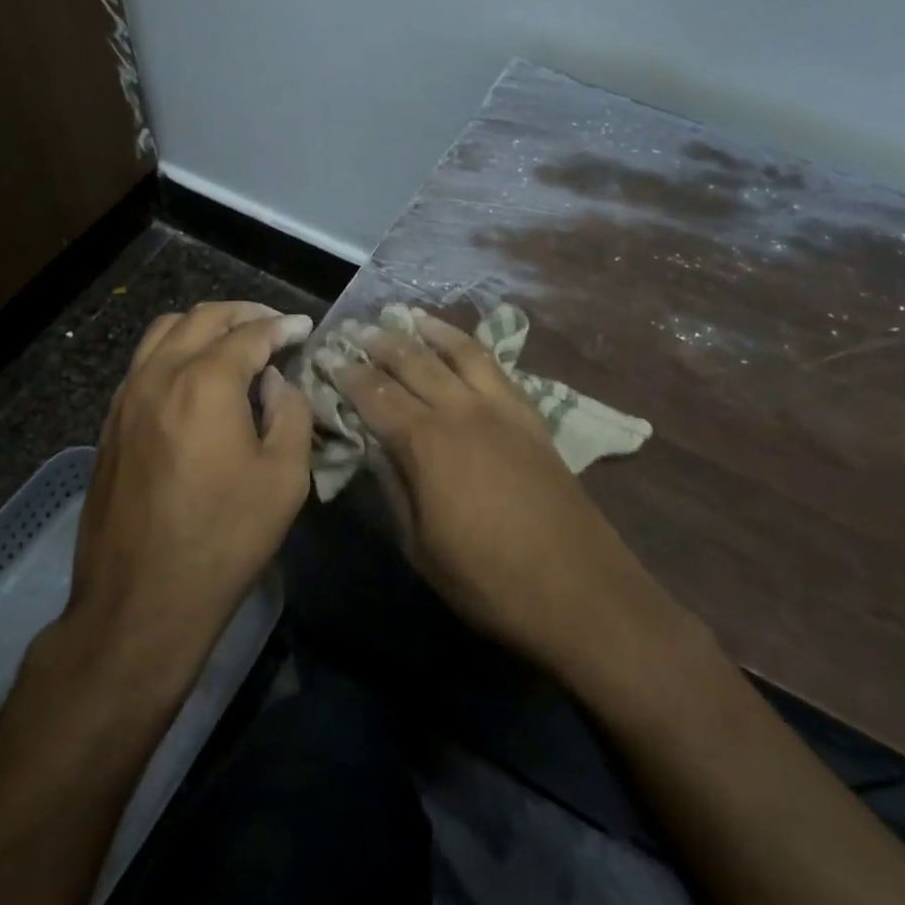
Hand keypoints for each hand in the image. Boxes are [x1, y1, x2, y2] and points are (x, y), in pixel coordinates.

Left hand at [64, 301, 314, 690]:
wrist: (141, 600)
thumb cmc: (224, 539)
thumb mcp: (284, 477)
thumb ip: (290, 413)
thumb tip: (275, 381)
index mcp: (206, 382)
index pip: (250, 334)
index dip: (283, 326)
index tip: (304, 327)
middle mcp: (159, 375)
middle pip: (202, 318)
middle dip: (243, 313)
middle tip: (273, 325)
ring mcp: (127, 397)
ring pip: (164, 332)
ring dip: (203, 325)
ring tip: (233, 340)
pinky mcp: (110, 423)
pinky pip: (144, 362)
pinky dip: (175, 349)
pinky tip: (195, 375)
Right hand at [326, 312, 656, 674]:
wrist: (578, 589)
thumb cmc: (487, 579)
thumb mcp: (419, 544)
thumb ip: (393, 486)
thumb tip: (374, 447)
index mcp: (426, 442)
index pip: (374, 394)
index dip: (347, 374)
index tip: (326, 357)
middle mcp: (461, 410)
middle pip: (413, 362)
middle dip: (378, 343)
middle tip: (354, 330)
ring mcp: (501, 408)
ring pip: (459, 352)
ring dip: (428, 331)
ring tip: (405, 316)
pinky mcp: (530, 416)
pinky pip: (496, 367)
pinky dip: (471, 347)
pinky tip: (461, 345)